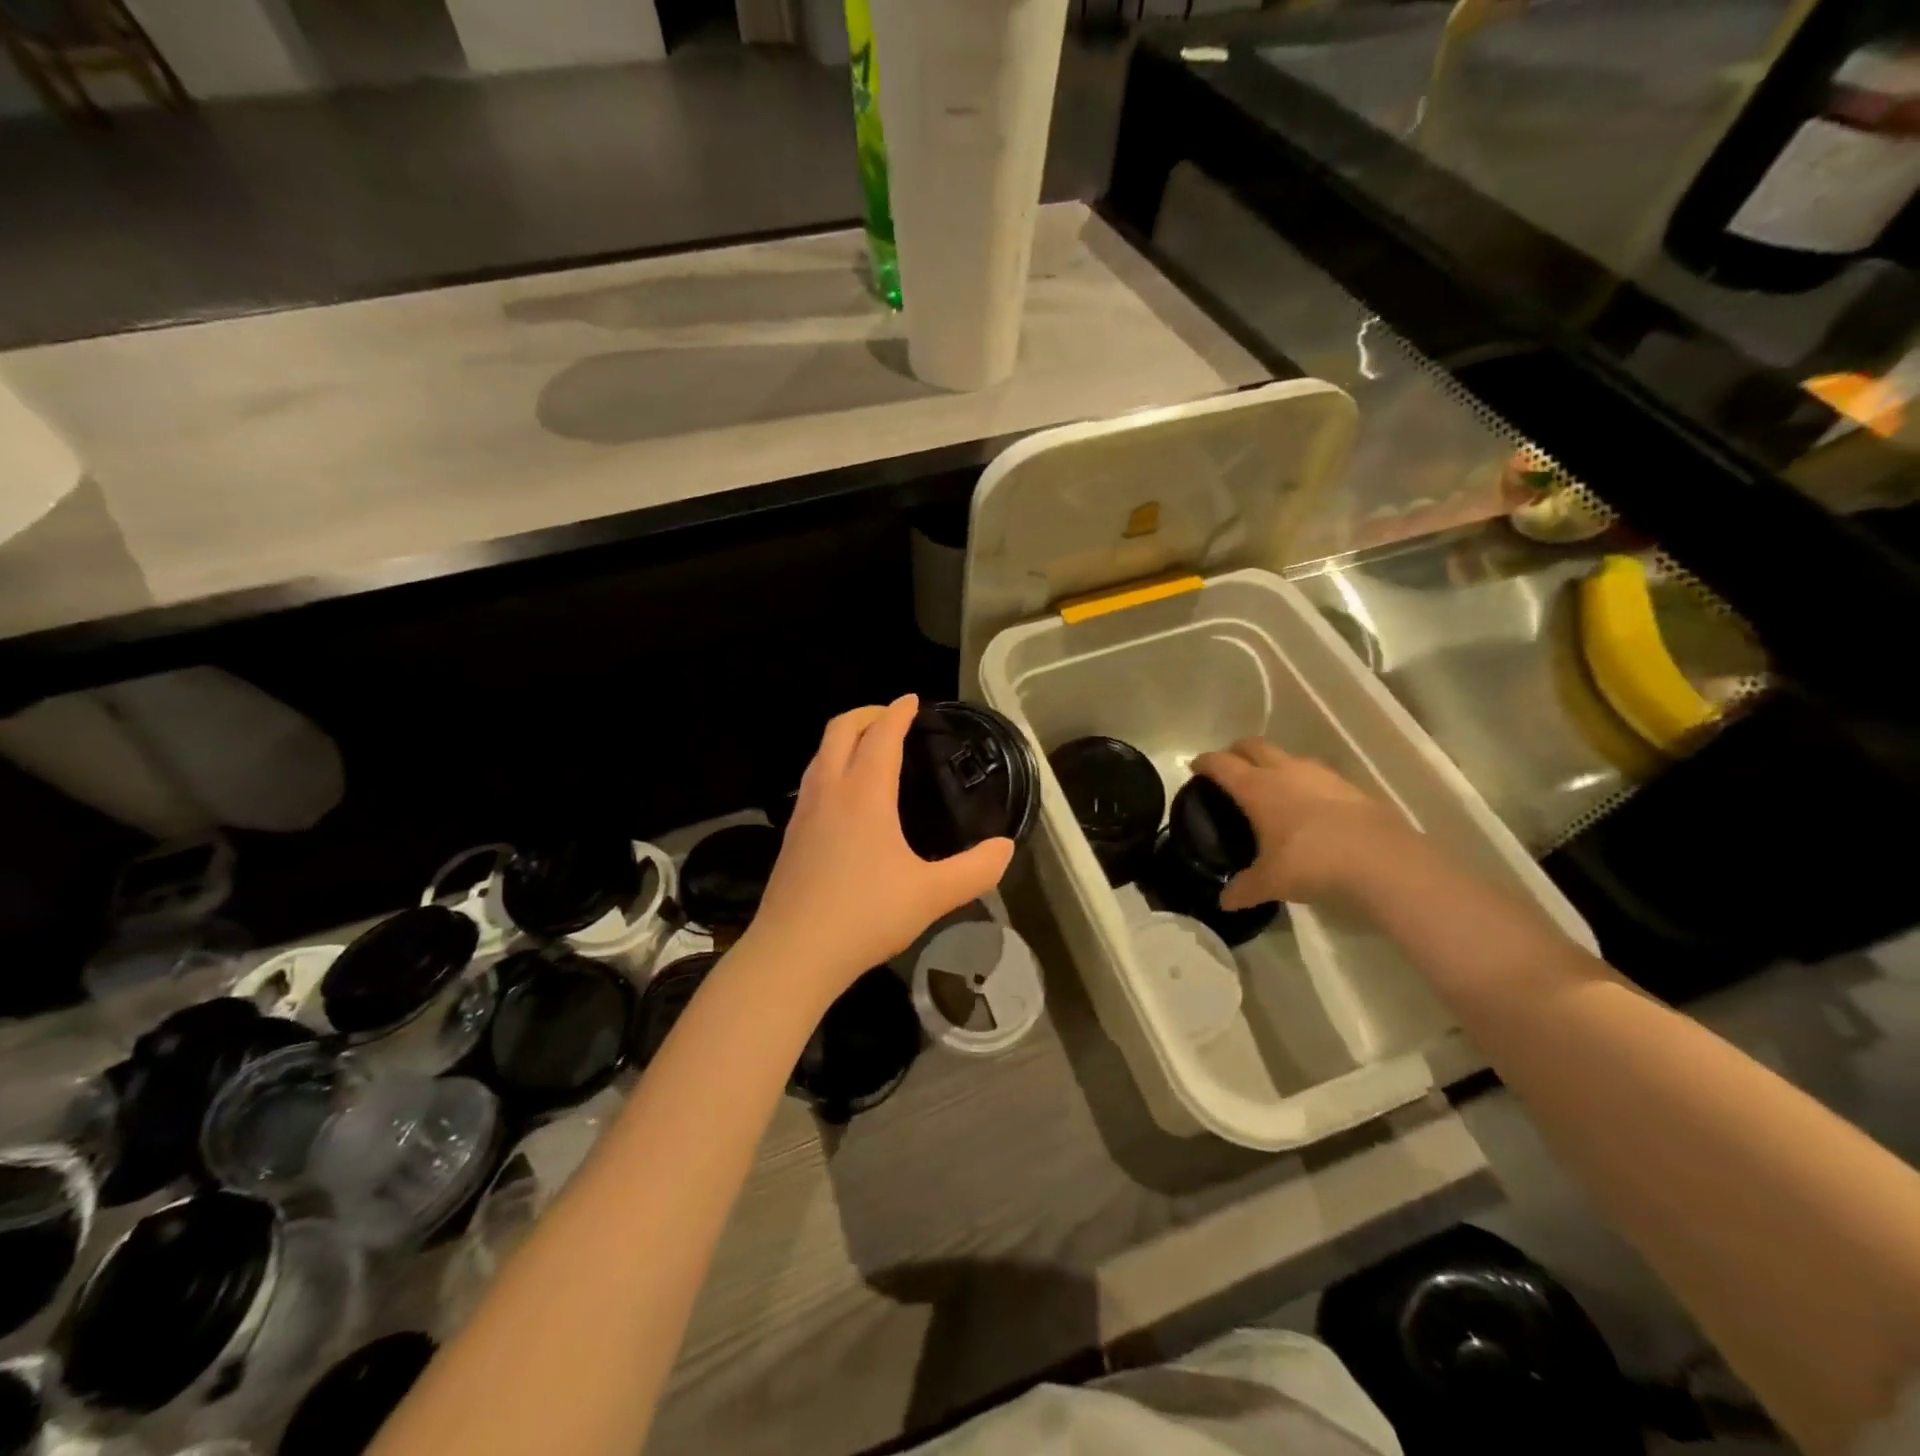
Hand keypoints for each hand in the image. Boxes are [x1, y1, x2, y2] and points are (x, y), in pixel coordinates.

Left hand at [745, 695, 1014, 1004]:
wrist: (792, 954)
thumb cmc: (865, 916)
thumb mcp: (932, 895)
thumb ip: (975, 870)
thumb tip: (1005, 848)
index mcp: (864, 794)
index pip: (881, 735)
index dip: (898, 712)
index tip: (912, 701)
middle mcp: (829, 792)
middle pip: (840, 730)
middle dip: (866, 714)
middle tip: (892, 717)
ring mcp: (803, 813)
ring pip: (820, 755)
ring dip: (845, 739)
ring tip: (868, 749)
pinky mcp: (790, 837)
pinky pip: (812, 781)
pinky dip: (831, 767)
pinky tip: (845, 798)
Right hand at [1192, 739, 1405, 906]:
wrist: (1382, 860)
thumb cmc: (1311, 863)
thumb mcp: (1271, 882)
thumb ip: (1244, 888)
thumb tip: (1225, 902)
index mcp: (1257, 787)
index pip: (1221, 764)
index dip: (1204, 762)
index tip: (1195, 767)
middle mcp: (1285, 771)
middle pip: (1253, 746)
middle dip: (1236, 752)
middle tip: (1229, 769)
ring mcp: (1320, 775)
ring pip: (1287, 757)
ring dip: (1273, 764)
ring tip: (1269, 787)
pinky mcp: (1348, 786)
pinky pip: (1315, 775)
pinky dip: (1303, 782)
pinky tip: (1307, 806)